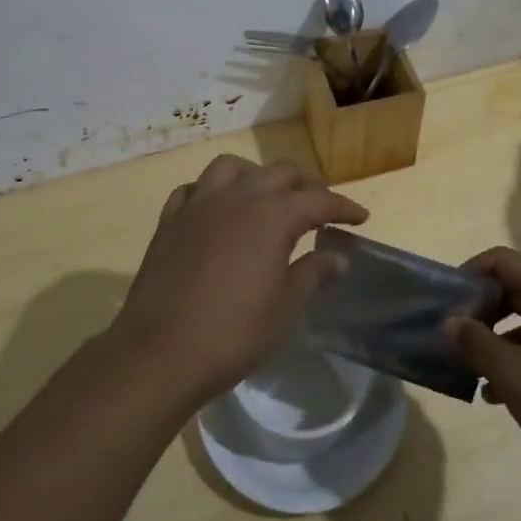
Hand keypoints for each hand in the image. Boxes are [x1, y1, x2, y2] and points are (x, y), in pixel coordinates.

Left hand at [112, 155, 368, 405]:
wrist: (160, 352)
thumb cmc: (233, 333)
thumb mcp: (285, 307)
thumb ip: (313, 274)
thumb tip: (339, 257)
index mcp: (272, 215)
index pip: (318, 200)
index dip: (343, 207)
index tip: (360, 217)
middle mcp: (238, 196)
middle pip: (280, 174)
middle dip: (306, 186)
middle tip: (320, 209)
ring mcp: (199, 203)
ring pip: (233, 168)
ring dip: (257, 176)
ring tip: (266, 198)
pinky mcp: (170, 219)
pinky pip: (194, 188)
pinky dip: (212, 191)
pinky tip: (217, 209)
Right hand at [445, 247, 520, 493]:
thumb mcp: (513, 375)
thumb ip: (476, 343)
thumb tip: (449, 321)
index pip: (500, 261)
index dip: (469, 274)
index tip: (446, 303)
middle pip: (512, 289)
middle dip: (479, 311)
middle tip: (454, 337)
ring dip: (495, 340)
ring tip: (469, 369)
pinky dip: (518, 360)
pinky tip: (498, 394)